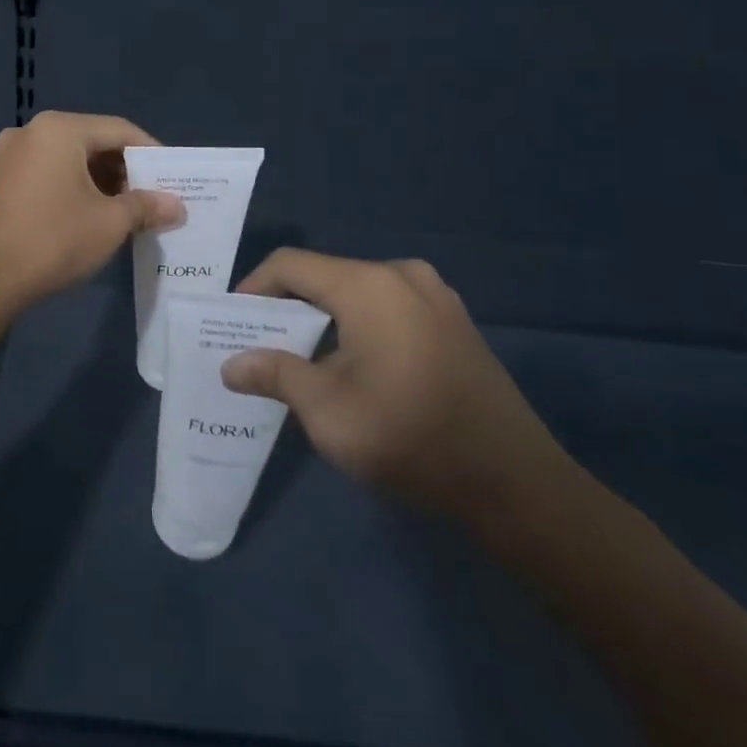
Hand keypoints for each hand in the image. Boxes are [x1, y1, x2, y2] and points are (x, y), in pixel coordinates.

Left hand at [0, 111, 184, 310]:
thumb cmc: (54, 240)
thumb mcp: (110, 223)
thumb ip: (146, 206)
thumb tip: (177, 205)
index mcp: (59, 129)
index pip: (119, 130)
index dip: (150, 152)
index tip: (172, 177)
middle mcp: (32, 131)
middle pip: (92, 141)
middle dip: (124, 169)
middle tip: (152, 196)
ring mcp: (10, 155)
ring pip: (69, 158)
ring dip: (100, 180)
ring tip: (126, 209)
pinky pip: (47, 172)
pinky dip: (73, 186)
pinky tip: (90, 214)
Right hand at [222, 248, 567, 524]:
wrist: (516, 482)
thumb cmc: (411, 439)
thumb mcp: (329, 412)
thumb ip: (276, 375)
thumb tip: (231, 364)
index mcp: (368, 286)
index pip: (291, 264)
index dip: (255, 287)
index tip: (233, 322)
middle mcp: (402, 275)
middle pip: (326, 275)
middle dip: (288, 306)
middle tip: (262, 344)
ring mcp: (435, 295)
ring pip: (358, 292)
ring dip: (325, 317)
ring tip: (303, 358)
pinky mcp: (453, 320)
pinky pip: (389, 306)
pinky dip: (359, 324)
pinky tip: (354, 365)